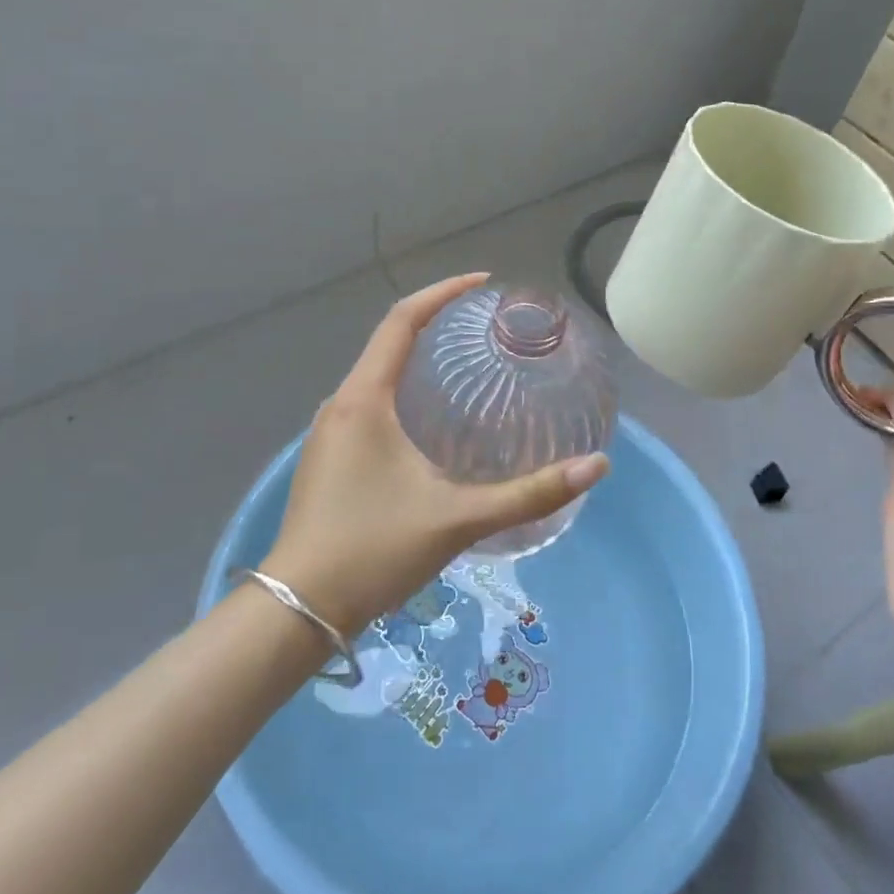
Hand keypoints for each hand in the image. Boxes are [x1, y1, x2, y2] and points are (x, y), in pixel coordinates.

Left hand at [261, 273, 608, 637]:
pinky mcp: (328, 458)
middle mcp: (340, 404)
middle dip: (435, 325)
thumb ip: (529, 493)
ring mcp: (328, 432)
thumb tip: (596, 466)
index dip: (443, 293)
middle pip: (389, 343)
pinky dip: (403, 392)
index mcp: (364, 399)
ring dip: (417, 360)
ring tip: (466, 366)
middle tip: (485, 328)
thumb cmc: (374, 551)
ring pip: (377, 377)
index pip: (402, 321)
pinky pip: (369, 404)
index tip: (482, 283)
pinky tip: (432, 421)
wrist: (297, 610)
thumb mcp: (458, 519)